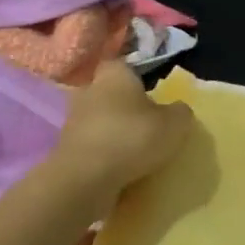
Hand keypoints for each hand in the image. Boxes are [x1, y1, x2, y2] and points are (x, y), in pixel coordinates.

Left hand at [51, 60, 193, 193]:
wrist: (85, 178)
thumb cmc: (133, 137)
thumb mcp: (175, 124)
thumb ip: (180, 112)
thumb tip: (176, 109)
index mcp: (114, 76)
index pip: (123, 65)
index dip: (137, 76)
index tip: (151, 92)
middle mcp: (88, 92)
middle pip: (108, 93)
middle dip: (123, 105)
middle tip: (146, 121)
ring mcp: (72, 121)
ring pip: (98, 120)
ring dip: (112, 130)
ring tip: (135, 149)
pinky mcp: (65, 149)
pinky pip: (90, 145)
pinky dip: (103, 153)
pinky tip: (119, 167)